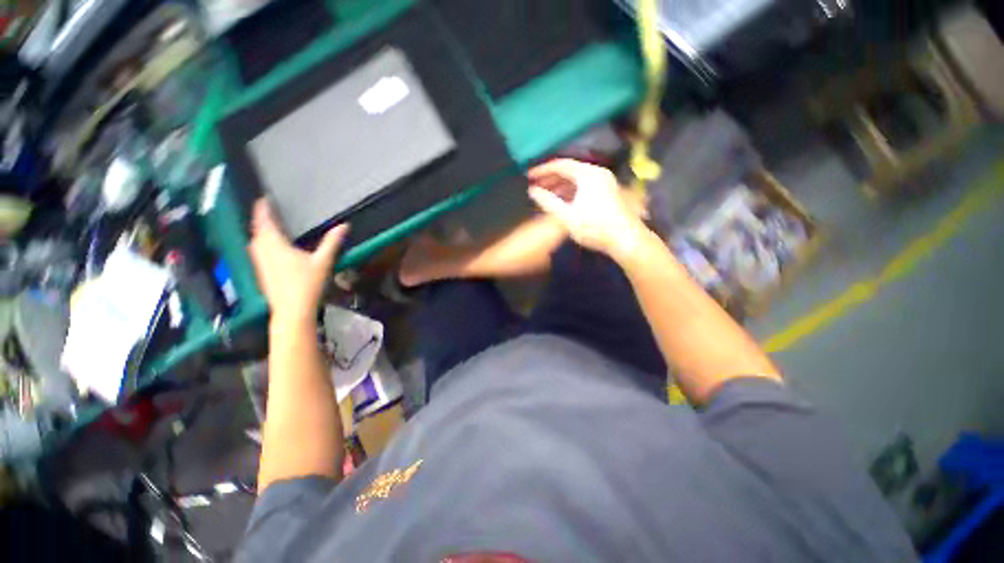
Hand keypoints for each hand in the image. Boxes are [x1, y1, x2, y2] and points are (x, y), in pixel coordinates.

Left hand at [247, 199, 348, 324]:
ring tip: (266, 227)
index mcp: (275, 245)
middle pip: (257, 231)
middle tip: (266, 212)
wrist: (292, 310)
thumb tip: (344, 225)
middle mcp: (262, 251)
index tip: (263, 199)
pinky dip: (260, 244)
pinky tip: (269, 249)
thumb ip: (332, 242)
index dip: (263, 209)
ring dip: (259, 232)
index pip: (265, 221)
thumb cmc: (307, 283)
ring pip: (255, 242)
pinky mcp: (261, 274)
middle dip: (260, 220)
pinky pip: (257, 252)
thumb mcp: (323, 261)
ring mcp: (259, 264)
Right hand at [527, 159, 645, 257]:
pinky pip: (584, 185)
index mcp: (587, 174)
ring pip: (577, 178)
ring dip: (560, 185)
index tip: (528, 177)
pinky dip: (571, 190)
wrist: (626, 240)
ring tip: (545, 194)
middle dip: (550, 178)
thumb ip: (547, 202)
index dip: (542, 170)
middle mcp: (597, 173)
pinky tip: (561, 200)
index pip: (560, 165)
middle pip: (569, 170)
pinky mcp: (608, 192)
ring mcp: (604, 182)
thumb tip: (532, 191)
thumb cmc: (594, 228)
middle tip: (534, 186)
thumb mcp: (566, 216)